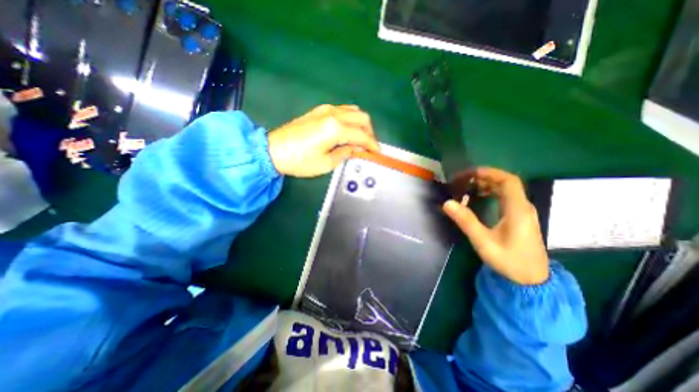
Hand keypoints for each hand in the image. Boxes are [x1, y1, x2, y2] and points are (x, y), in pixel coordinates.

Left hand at [269, 104, 380, 174]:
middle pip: (362, 118)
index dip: (372, 145)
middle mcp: (333, 114)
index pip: (362, 135)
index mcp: (336, 129)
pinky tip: (348, 130)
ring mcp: (326, 109)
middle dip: (370, 132)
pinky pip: (343, 110)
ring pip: (353, 111)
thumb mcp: (326, 163)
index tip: (377, 153)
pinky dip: (351, 119)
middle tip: (369, 146)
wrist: (273, 150)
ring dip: (361, 124)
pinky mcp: (319, 110)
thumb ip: (345, 153)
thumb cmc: (300, 161)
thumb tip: (357, 149)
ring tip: (360, 139)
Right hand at [441, 166, 551, 283]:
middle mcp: (523, 207)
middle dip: (485, 178)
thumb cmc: (509, 260)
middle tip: (465, 181)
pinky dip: (492, 194)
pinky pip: (506, 198)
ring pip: (507, 191)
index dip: (490, 173)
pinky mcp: (520, 218)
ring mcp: (523, 213)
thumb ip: (466, 221)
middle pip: (507, 183)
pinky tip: (480, 199)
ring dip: (488, 185)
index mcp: (517, 210)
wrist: (532, 280)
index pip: (509, 181)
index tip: (471, 173)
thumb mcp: (483, 241)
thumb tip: (447, 203)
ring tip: (469, 188)